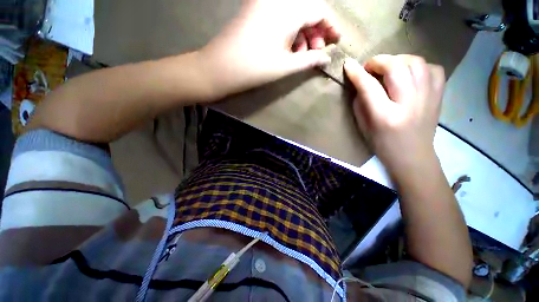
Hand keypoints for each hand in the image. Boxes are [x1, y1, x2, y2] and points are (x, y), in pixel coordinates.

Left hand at [199, 0, 340, 100]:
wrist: (221, 67)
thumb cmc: (256, 68)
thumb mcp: (287, 66)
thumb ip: (310, 60)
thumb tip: (326, 58)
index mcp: (289, 9)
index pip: (320, 10)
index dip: (331, 26)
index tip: (336, 41)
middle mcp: (278, 1)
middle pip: (307, 11)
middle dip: (317, 31)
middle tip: (318, 52)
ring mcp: (264, 5)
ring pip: (294, 15)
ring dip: (303, 33)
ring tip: (303, 54)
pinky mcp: (256, 12)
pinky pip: (280, 18)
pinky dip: (289, 32)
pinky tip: (289, 48)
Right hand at [343, 55, 444, 178]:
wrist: (412, 156)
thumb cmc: (382, 144)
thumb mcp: (363, 126)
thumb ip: (360, 103)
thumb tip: (360, 83)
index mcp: (385, 116)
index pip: (369, 87)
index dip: (357, 73)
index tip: (348, 64)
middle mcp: (409, 104)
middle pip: (396, 68)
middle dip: (378, 61)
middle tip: (369, 67)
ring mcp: (428, 98)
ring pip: (416, 63)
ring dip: (398, 60)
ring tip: (389, 67)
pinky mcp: (439, 96)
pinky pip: (433, 69)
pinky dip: (420, 66)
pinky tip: (410, 74)